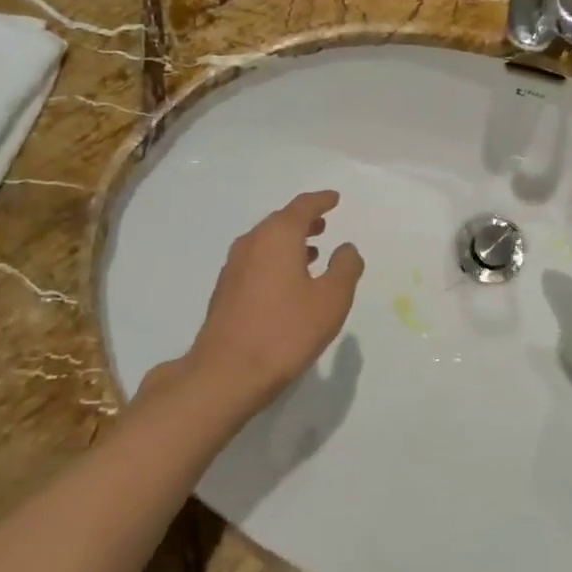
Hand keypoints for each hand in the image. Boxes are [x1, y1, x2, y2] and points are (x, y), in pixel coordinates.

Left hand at [186, 190, 364, 414]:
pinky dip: (275, 260)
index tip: (334, 198)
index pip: (302, 207)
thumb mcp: (331, 300)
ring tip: (311, 252)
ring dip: (289, 242)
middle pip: (280, 222)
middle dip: (303, 221)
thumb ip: (345, 268)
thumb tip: (346, 248)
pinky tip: (287, 282)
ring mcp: (233, 267)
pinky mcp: (225, 291)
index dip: (321, 200)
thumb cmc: (285, 331)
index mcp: (278, 236)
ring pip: (266, 242)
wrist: (226, 373)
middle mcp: (252, 243)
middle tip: (324, 223)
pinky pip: (256, 262)